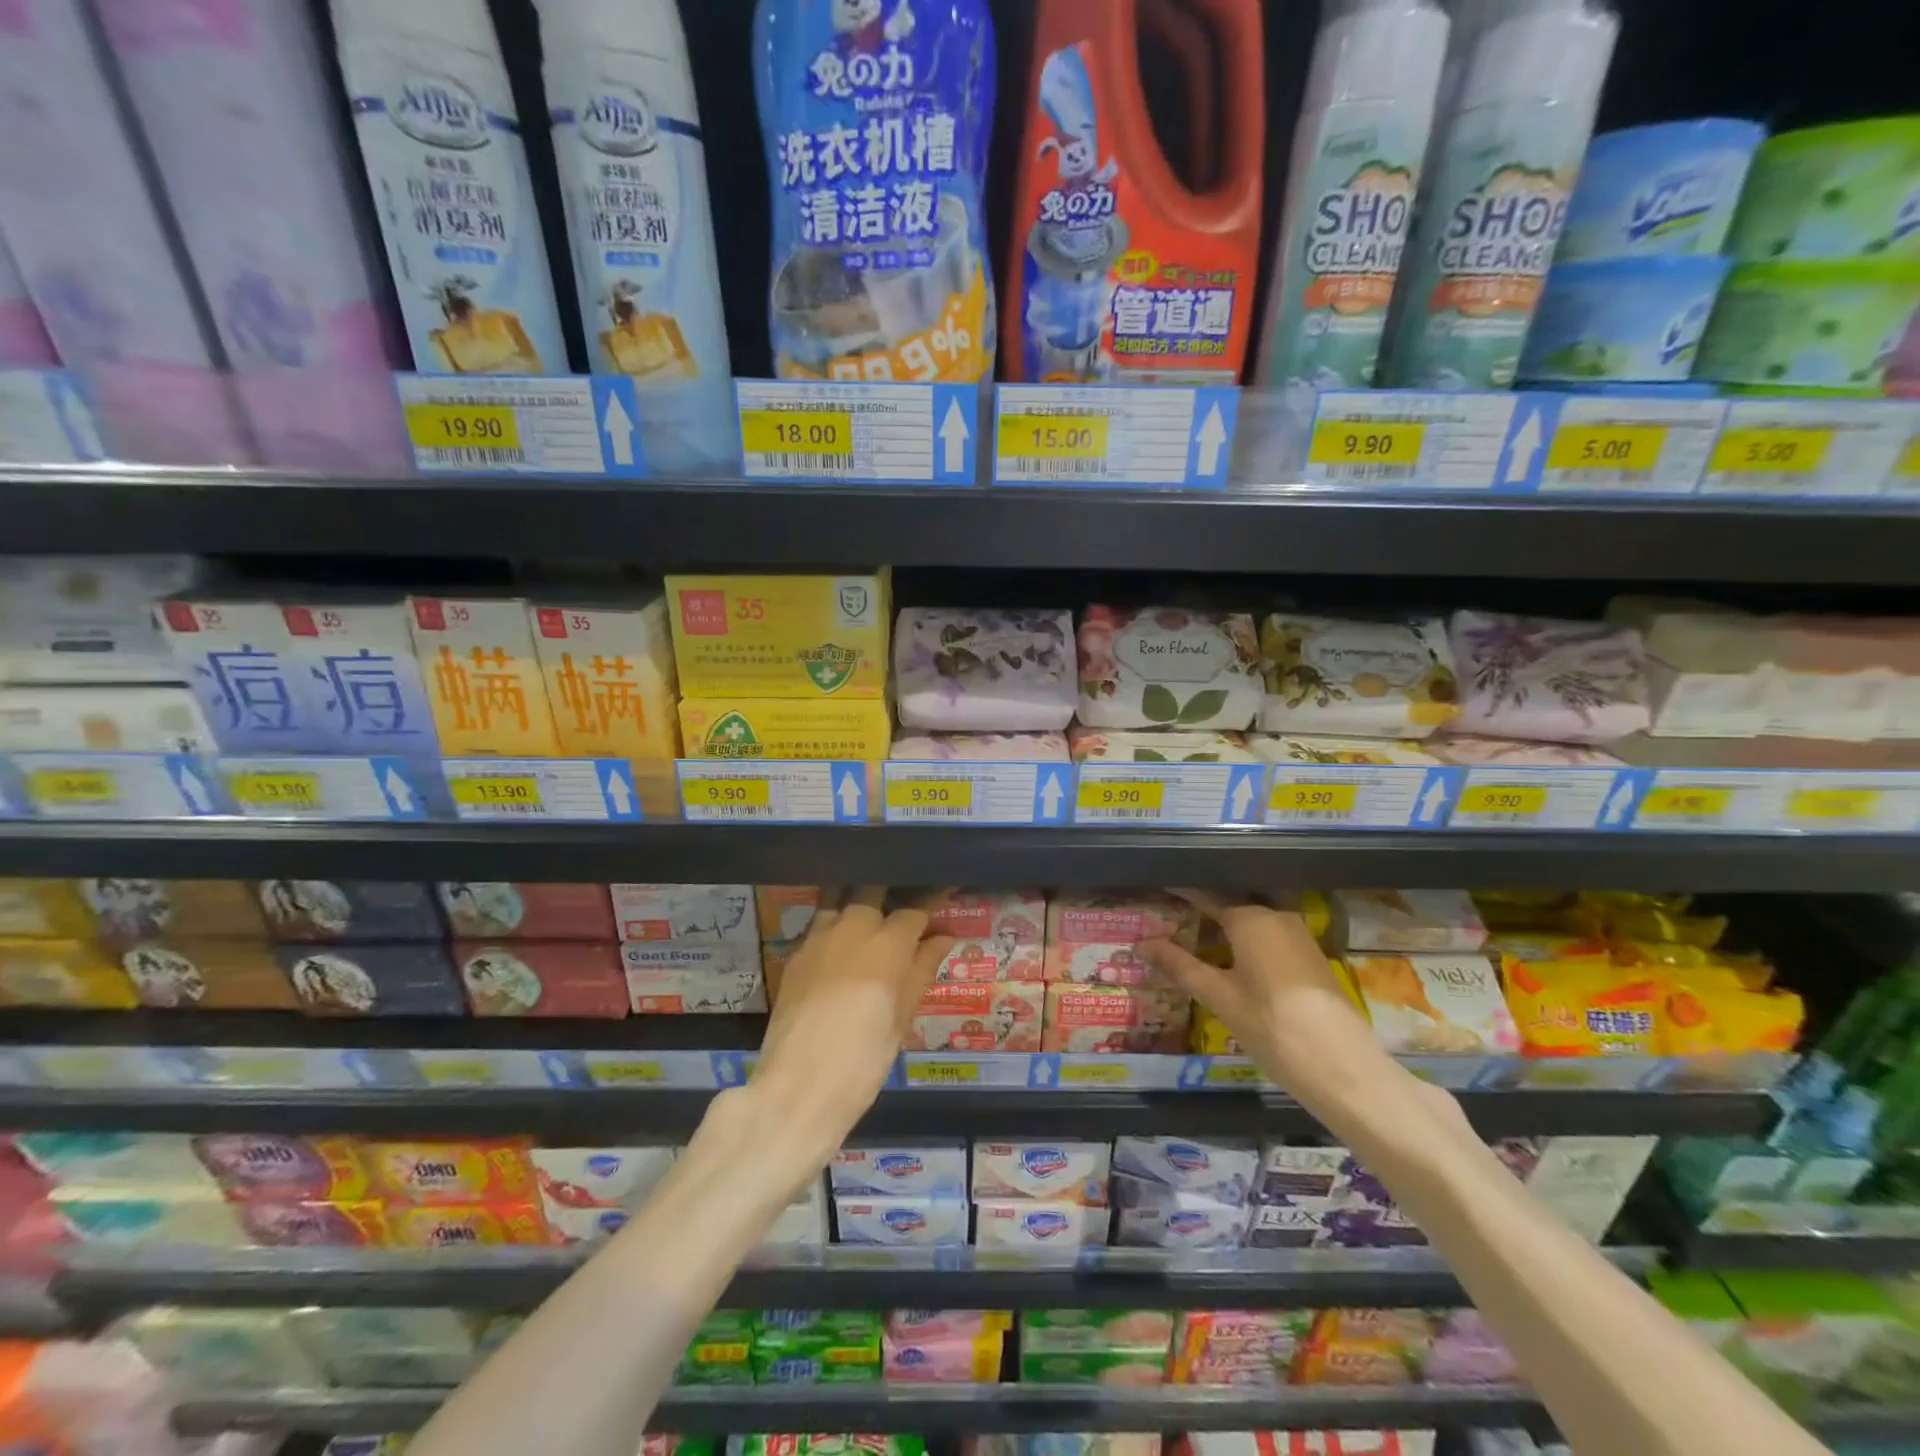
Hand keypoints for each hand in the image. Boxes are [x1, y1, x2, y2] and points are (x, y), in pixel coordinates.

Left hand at [752, 888, 952, 1162]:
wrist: (800, 1085)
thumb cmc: (865, 1057)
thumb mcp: (904, 1016)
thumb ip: (922, 968)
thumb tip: (944, 937)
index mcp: (889, 942)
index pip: (916, 910)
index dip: (932, 901)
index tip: (944, 892)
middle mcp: (853, 926)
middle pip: (874, 891)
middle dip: (890, 893)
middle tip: (901, 907)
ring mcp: (819, 936)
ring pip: (840, 901)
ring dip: (856, 903)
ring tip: (867, 919)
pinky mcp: (794, 953)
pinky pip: (819, 925)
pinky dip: (833, 926)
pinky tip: (839, 945)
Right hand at [1144, 890, 1382, 1102]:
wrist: (1343, 1068)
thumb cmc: (1272, 1026)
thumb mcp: (1219, 997)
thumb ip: (1180, 967)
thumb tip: (1142, 944)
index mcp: (1251, 919)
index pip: (1207, 895)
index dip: (1182, 891)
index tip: (1160, 886)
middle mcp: (1277, 917)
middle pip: (1234, 903)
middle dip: (1206, 906)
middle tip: (1175, 911)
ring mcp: (1299, 937)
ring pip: (1255, 920)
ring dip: (1227, 924)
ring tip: (1197, 933)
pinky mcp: (1312, 959)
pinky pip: (1271, 936)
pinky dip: (1247, 940)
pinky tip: (1232, 957)